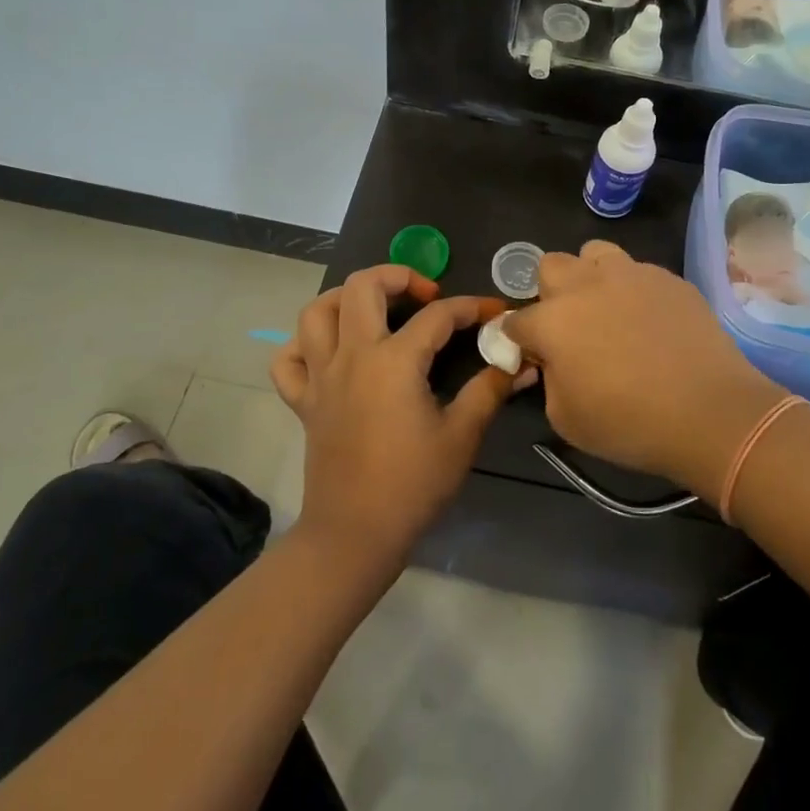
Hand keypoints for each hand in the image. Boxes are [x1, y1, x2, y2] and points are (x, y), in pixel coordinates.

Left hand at [270, 266, 528, 566]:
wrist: (355, 535)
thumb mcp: (461, 435)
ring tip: (374, 309)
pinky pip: (289, 360)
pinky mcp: (304, 402)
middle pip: (361, 286)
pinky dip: (304, 346)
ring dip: (344, 298)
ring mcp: (321, 376)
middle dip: (398, 275)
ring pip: (316, 312)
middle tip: (425, 297)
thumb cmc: (413, 484)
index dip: (470, 307)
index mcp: (394, 360)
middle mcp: (352, 355)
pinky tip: (328, 352)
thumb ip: (490, 390)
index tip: (493, 312)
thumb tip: (521, 362)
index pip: (437, 316)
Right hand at [504, 242, 786, 498]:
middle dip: (550, 292)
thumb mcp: (566, 419)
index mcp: (553, 321)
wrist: (710, 412)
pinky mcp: (667, 277)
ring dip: (590, 276)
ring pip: (594, 253)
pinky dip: (634, 290)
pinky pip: (638, 271)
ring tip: (608, 307)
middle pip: (550, 266)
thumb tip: (553, 361)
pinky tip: (651, 320)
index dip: (520, 339)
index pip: (517, 320)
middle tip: (570, 325)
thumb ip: (549, 381)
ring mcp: (630, 274)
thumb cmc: (630, 424)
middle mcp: (585, 286)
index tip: (533, 355)